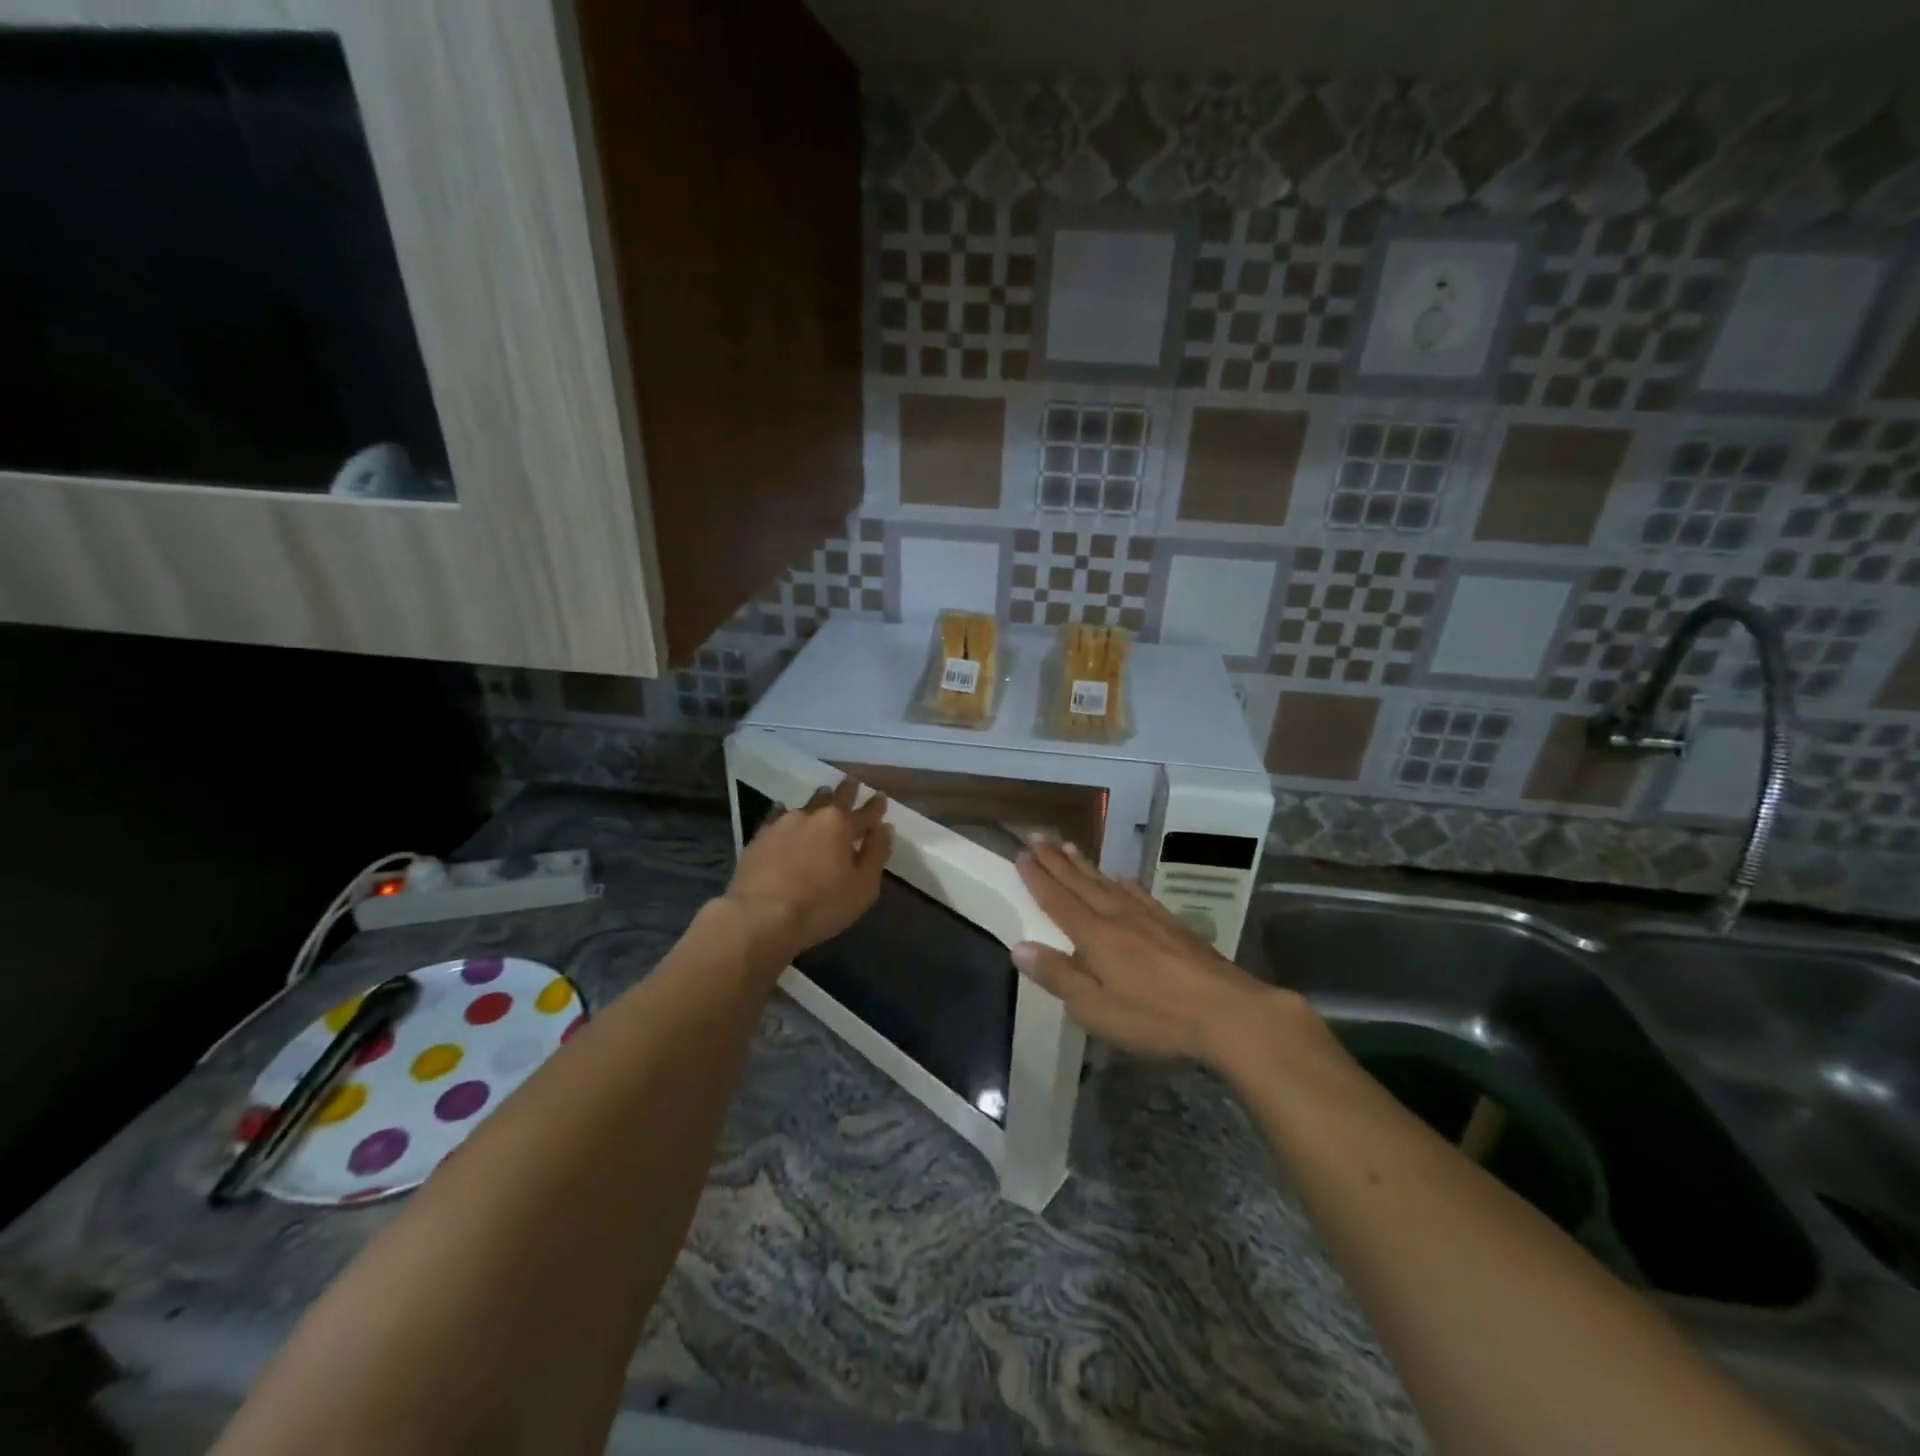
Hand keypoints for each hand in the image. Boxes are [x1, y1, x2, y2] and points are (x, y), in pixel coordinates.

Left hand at [723, 778, 891, 963]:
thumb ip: (876, 854)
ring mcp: (784, 823)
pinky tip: (783, 810)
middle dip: (847, 789)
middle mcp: (814, 816)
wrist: (759, 917)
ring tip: (824, 794)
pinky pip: (777, 816)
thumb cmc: (820, 905)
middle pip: (835, 797)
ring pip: (807, 804)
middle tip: (852, 780)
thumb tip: (884, 828)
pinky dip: (785, 812)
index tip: (882, 795)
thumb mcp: (863, 887)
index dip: (877, 804)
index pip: (867, 811)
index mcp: (842, 826)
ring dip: (819, 799)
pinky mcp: (760, 836)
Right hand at [1012, 837, 1303, 1070]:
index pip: (1058, 900)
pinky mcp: (1172, 926)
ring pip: (1108, 882)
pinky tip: (1122, 878)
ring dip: (1085, 864)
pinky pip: (1139, 893)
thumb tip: (1018, 948)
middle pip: (1080, 882)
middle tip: (1037, 836)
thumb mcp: (1097, 1008)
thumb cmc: (1155, 1016)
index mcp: (1095, 936)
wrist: (1227, 1011)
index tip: (1021, 854)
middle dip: (1056, 860)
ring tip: (1069, 846)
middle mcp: (1117, 916)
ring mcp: (1148, 918)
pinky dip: (1124, 882)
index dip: (1037, 877)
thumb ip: (1058, 976)